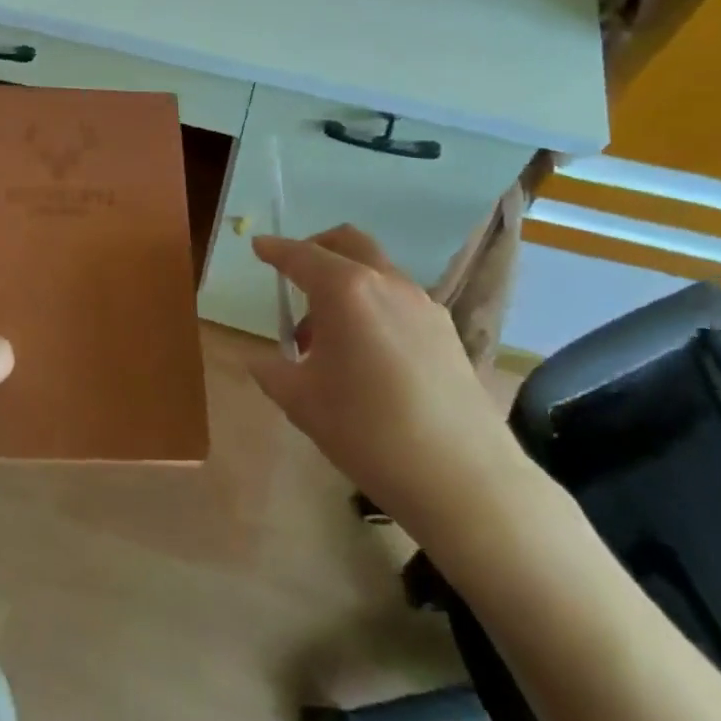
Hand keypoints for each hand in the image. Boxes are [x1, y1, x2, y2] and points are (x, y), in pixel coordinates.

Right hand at [251, 226, 530, 547]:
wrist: (462, 477)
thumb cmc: (366, 430)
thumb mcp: (300, 402)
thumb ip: (272, 371)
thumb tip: (262, 360)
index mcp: (345, 290)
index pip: (301, 256)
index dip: (275, 249)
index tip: (259, 246)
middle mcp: (386, 283)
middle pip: (348, 243)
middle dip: (316, 248)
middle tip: (293, 275)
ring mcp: (423, 305)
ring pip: (377, 272)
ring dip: (346, 284)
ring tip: (326, 336)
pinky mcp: (447, 331)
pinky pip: (399, 300)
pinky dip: (373, 306)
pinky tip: (366, 354)